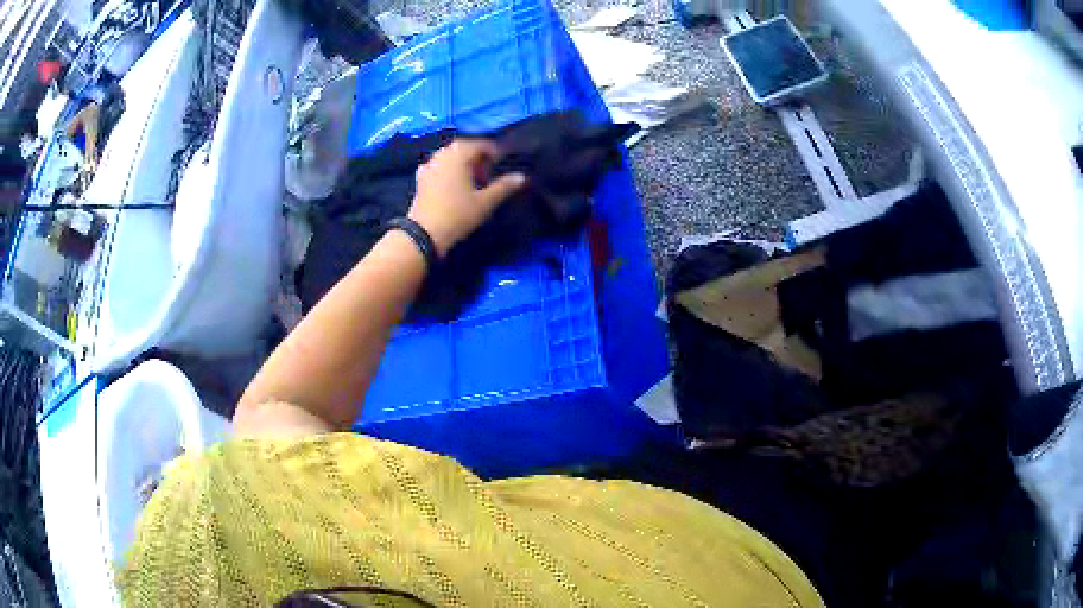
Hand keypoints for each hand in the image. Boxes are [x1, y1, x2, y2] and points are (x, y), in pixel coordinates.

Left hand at [408, 139, 525, 256]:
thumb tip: (522, 176)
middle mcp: (442, 154)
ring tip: (472, 179)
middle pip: (464, 148)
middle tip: (489, 173)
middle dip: (478, 157)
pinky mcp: (421, 178)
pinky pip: (438, 167)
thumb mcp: (485, 201)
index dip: (494, 152)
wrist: (425, 233)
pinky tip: (452, 183)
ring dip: (462, 163)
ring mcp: (429, 165)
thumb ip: (504, 186)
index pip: (481, 144)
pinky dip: (448, 170)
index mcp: (459, 154)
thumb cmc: (458, 214)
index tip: (503, 164)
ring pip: (450, 156)